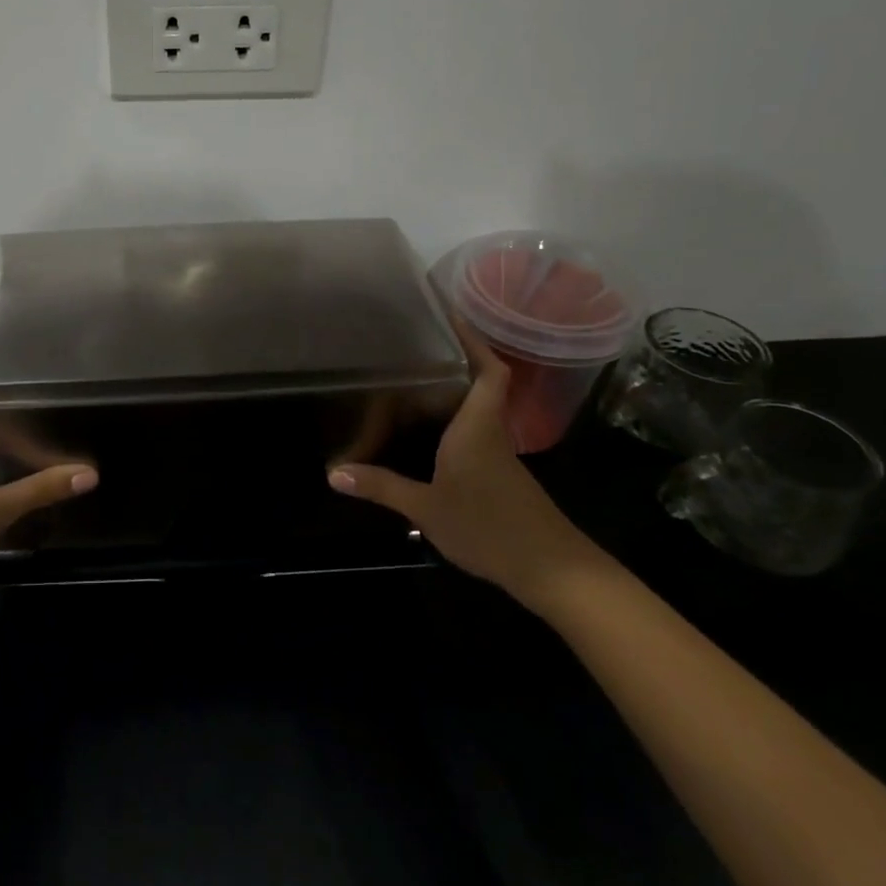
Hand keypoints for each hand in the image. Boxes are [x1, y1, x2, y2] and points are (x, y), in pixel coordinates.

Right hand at [327, 327, 598, 606]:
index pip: (488, 371)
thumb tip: (334, 473)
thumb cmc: (488, 527)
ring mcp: (498, 454)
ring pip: (478, 408)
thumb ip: (382, 487)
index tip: (450, 315)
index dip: (474, 340)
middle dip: (455, 359)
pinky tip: (428, 431)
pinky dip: (454, 421)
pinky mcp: (500, 474)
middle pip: (482, 383)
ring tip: (412, 378)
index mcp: (476, 427)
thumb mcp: (425, 508)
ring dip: (454, 390)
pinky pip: (475, 432)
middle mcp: (490, 431)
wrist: (551, 570)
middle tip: (414, 344)